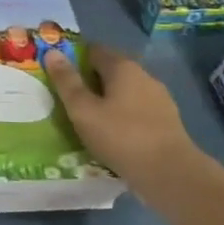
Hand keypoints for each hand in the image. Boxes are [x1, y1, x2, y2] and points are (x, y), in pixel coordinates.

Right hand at [44, 46, 202, 195]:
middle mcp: (144, 75)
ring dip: (107, 102)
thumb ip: (67, 82)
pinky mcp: (167, 121)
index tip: (59, 76)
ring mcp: (159, 98)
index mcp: (123, 67)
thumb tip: (52, 52)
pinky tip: (114, 136)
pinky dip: (123, 118)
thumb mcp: (83, 110)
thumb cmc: (121, 137)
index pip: (94, 50)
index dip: (74, 59)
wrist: (171, 174)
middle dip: (90, 82)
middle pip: (111, 71)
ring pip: (125, 93)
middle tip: (70, 101)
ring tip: (89, 122)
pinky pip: (137, 111)